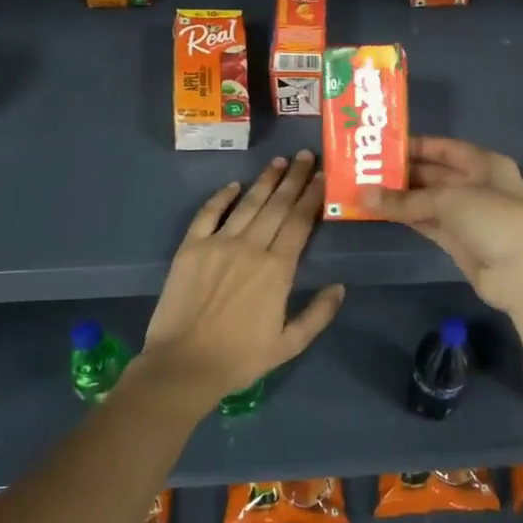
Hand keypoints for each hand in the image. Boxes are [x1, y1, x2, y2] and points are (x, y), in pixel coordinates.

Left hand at [138, 150, 344, 408]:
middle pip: (277, 206)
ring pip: (247, 204)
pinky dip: (221, 197)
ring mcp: (218, 244)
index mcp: (277, 269)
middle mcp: (250, 247)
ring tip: (280, 161)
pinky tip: (233, 185)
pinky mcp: (190, 248)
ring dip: (265, 181)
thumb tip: (340, 287)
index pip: (299, 222)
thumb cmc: (240, 359)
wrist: (183, 366)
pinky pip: (208, 214)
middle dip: (294, 178)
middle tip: (307, 155)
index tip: (323, 176)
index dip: (312, 197)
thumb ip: (318, 314)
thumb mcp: (289, 345)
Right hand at [366, 137, 522, 345]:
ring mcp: (466, 215)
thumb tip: (361, 195)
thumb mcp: (449, 200)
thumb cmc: (495, 219)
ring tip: (362, 188)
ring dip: (398, 197)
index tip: (381, 145)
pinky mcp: (456, 241)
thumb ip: (405, 199)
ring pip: (426, 200)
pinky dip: (404, 217)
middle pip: (433, 174)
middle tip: (362, 169)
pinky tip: (378, 211)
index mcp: (483, 163)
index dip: (415, 146)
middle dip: (401, 172)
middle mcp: (475, 185)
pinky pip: (425, 222)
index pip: (444, 148)